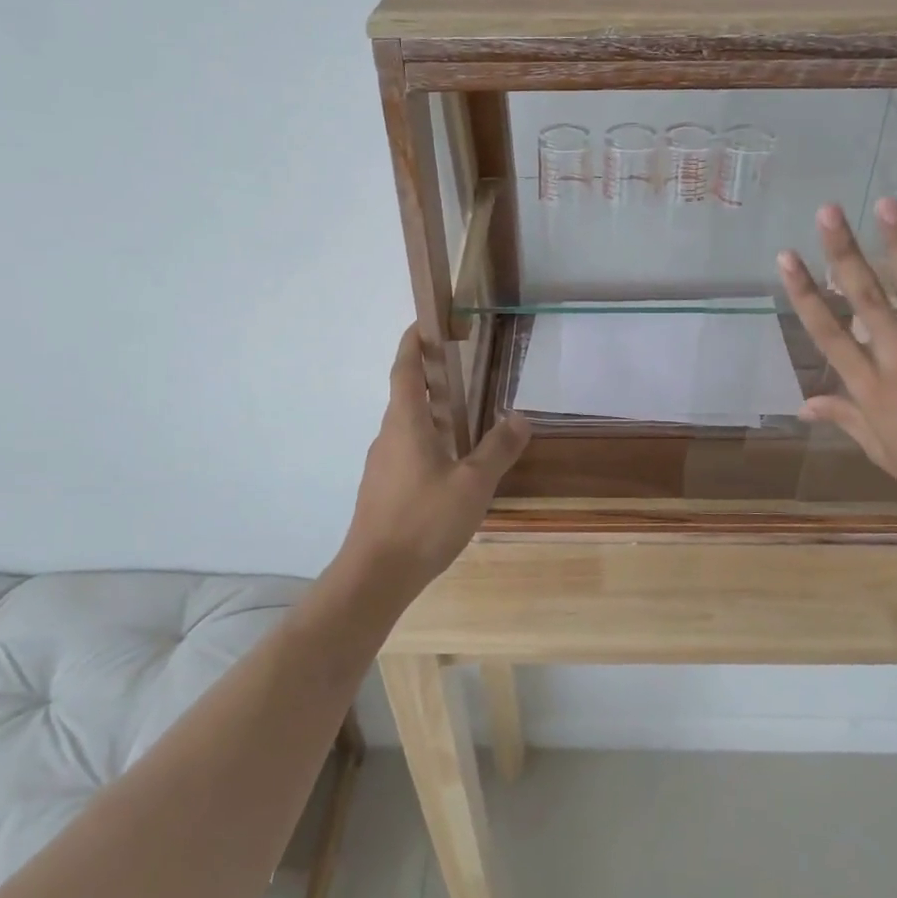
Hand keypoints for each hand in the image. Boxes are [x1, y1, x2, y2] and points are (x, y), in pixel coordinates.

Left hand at [337, 326, 529, 602]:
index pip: (406, 369)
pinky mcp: (382, 489)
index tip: (425, 322)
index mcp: (406, 423)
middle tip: (463, 367)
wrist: (375, 575)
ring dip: (431, 412)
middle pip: (407, 394)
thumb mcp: (473, 484)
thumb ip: (498, 448)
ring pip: (407, 425)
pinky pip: (406, 450)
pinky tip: (451, 465)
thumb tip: (520, 417)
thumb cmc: (424, 520)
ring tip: (465, 415)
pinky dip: (428, 441)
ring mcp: (381, 464)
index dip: (413, 342)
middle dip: (431, 376)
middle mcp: (388, 435)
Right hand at [777, 199, 896, 524]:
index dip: (805, 293)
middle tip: (829, 212)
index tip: (786, 258)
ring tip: (887, 203)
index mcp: (872, 388)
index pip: (829, 334)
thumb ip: (845, 418)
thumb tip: (803, 406)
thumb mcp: (880, 450)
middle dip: (844, 253)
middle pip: (868, 299)